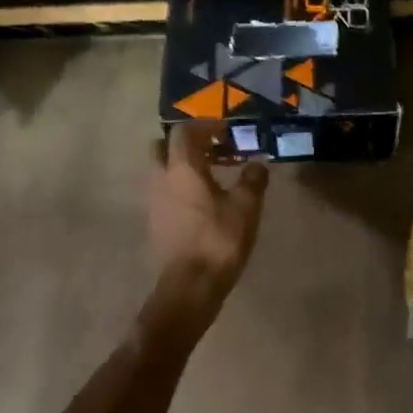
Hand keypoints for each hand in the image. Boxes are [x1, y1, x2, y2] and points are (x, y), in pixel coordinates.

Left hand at [146, 122, 268, 331]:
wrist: (190, 286)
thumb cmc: (218, 240)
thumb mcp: (246, 207)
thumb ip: (253, 179)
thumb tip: (258, 163)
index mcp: (182, 169)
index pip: (183, 131)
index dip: (205, 126)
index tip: (227, 132)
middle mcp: (161, 179)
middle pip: (163, 147)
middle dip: (186, 143)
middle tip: (213, 149)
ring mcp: (154, 201)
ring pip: (162, 170)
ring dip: (182, 166)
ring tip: (212, 175)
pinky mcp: (155, 221)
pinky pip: (164, 191)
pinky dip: (180, 186)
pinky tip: (203, 201)